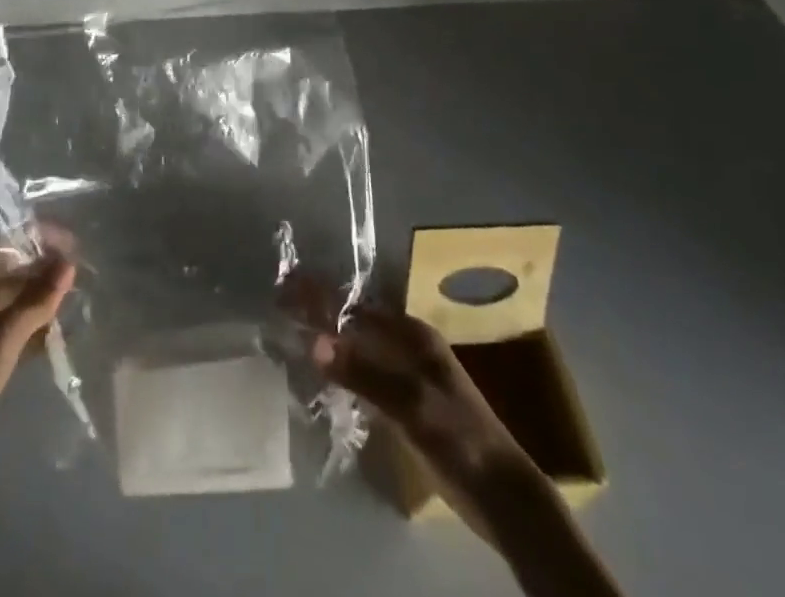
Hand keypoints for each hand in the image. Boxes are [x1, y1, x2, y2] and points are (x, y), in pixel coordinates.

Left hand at [0, 242, 75, 498]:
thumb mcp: (3, 337)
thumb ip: (36, 299)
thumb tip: (68, 264)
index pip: (3, 240)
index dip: (34, 236)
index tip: (67, 243)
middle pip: (9, 267)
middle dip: (41, 267)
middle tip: (77, 274)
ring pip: (12, 299)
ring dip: (39, 298)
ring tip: (73, 303)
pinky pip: (11, 327)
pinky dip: (31, 326)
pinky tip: (55, 338)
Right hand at [282, 275, 517, 476]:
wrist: (504, 498)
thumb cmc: (461, 440)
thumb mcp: (412, 405)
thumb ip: (364, 373)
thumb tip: (313, 341)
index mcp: (413, 334)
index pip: (356, 303)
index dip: (321, 293)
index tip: (284, 285)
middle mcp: (408, 345)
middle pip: (355, 319)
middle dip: (320, 310)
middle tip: (279, 305)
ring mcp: (408, 374)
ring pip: (359, 344)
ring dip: (329, 336)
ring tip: (291, 330)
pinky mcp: (406, 403)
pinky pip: (364, 372)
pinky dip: (341, 365)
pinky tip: (322, 372)